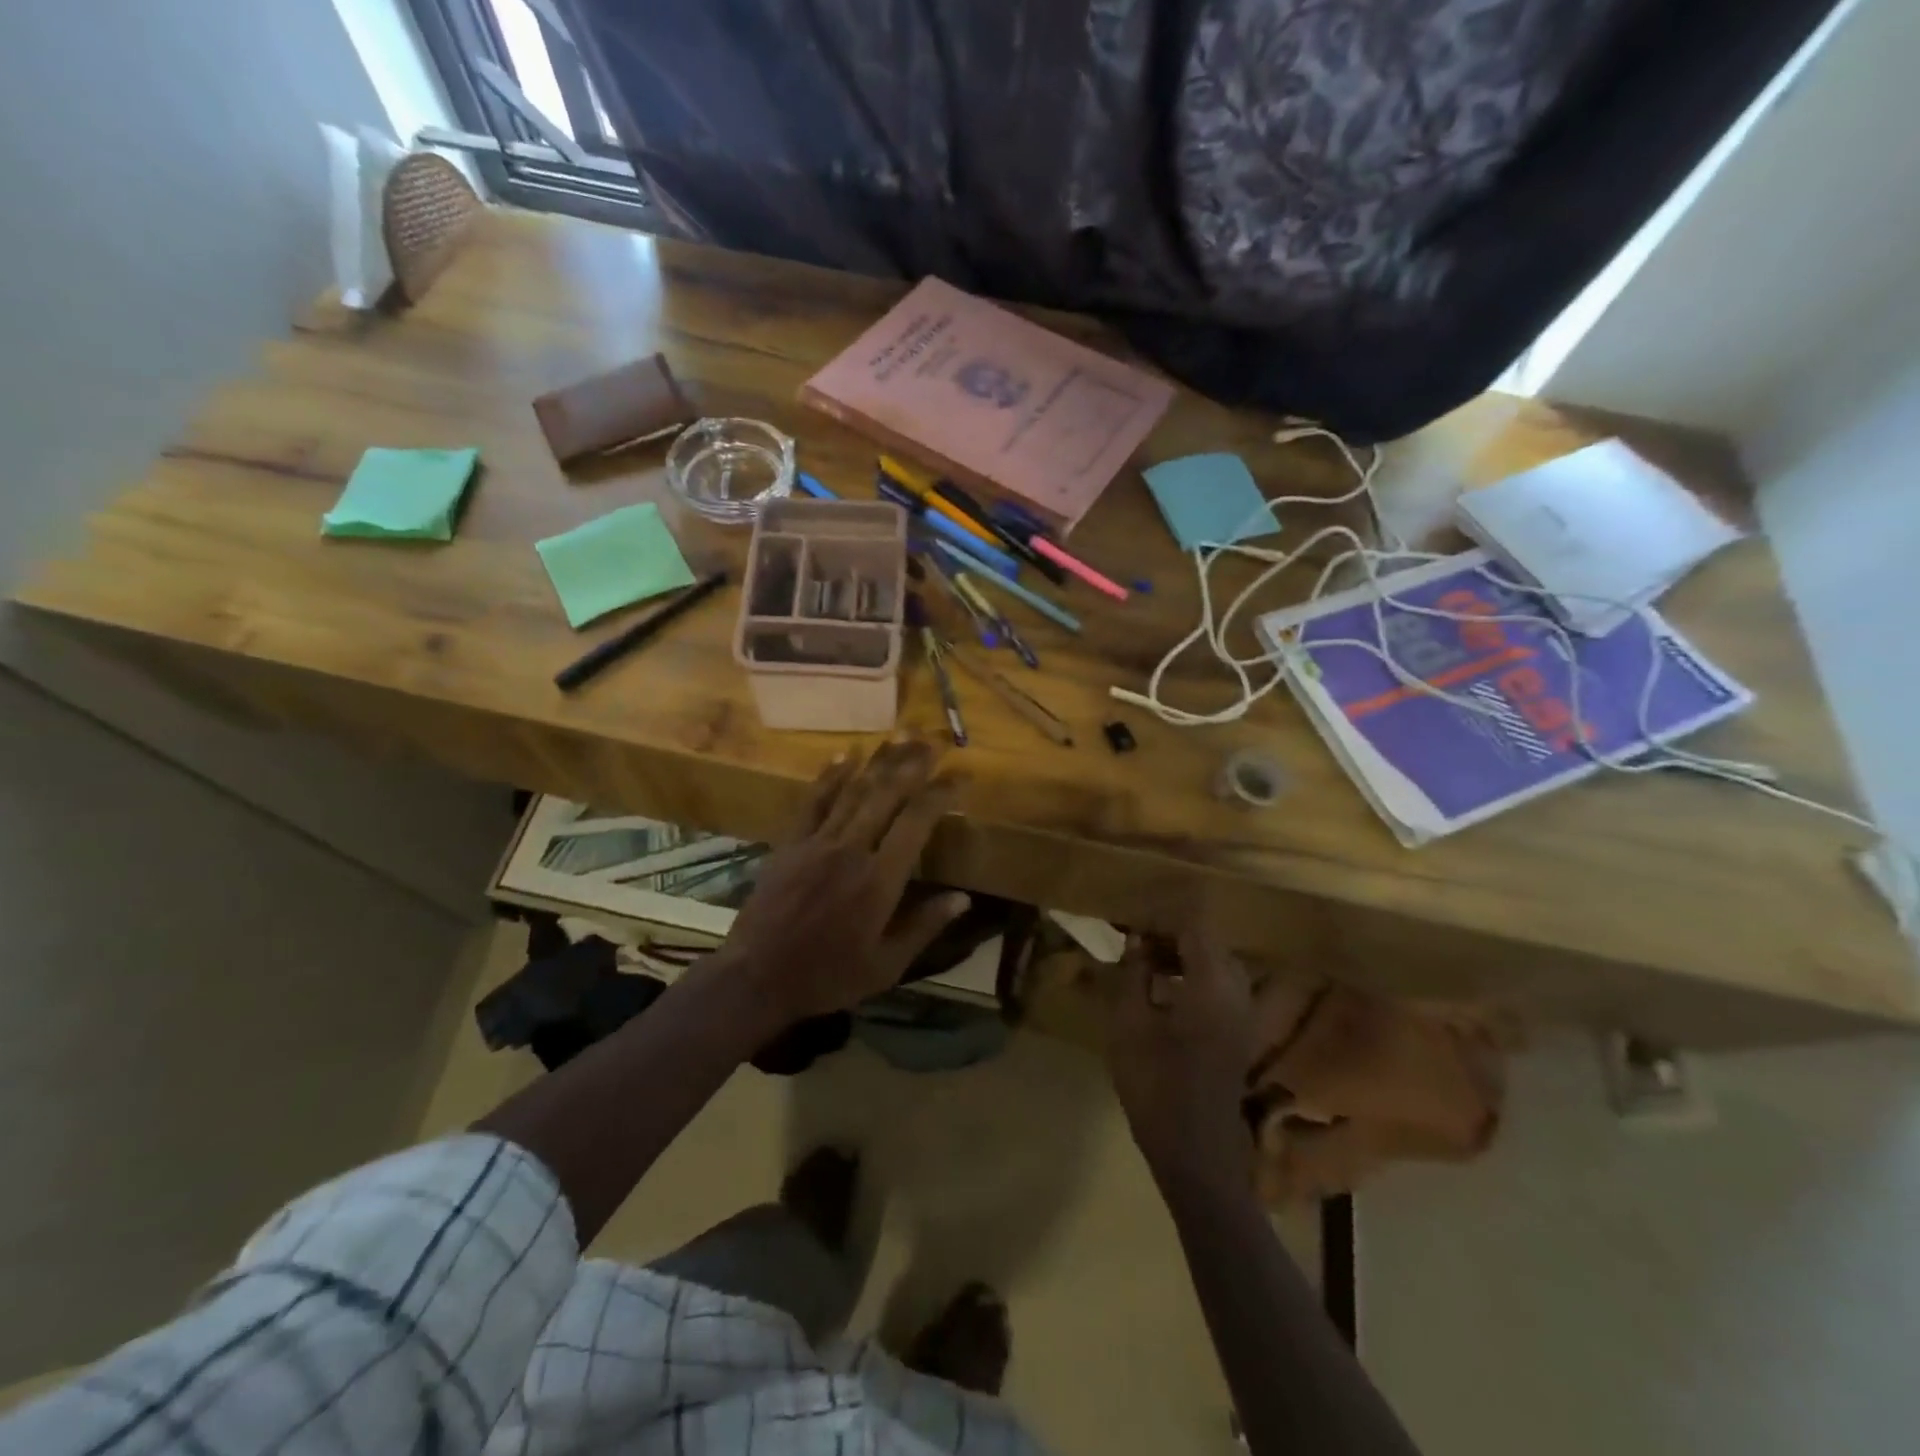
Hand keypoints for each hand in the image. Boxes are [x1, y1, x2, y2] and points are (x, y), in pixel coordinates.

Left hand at [719, 740, 969, 1026]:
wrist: (758, 977)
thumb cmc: (828, 976)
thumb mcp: (886, 965)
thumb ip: (924, 927)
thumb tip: (964, 898)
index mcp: (879, 880)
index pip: (916, 823)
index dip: (941, 794)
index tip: (961, 775)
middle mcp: (851, 850)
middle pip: (886, 795)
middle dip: (913, 765)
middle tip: (933, 741)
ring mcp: (817, 842)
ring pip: (853, 791)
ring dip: (879, 761)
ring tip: (900, 736)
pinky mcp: (790, 843)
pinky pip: (813, 801)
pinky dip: (830, 776)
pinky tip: (845, 754)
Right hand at [1107, 926, 1256, 1190]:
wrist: (1197, 1154)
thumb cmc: (1156, 1086)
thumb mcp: (1129, 1026)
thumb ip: (1132, 976)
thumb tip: (1135, 941)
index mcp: (1212, 985)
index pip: (1193, 927)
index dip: (1160, 919)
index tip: (1129, 923)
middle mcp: (1238, 993)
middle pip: (1209, 943)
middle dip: (1171, 936)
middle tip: (1133, 943)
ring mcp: (1244, 1015)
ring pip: (1216, 965)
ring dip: (1183, 957)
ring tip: (1144, 964)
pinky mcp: (1241, 1034)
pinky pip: (1221, 988)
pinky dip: (1195, 978)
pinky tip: (1163, 994)